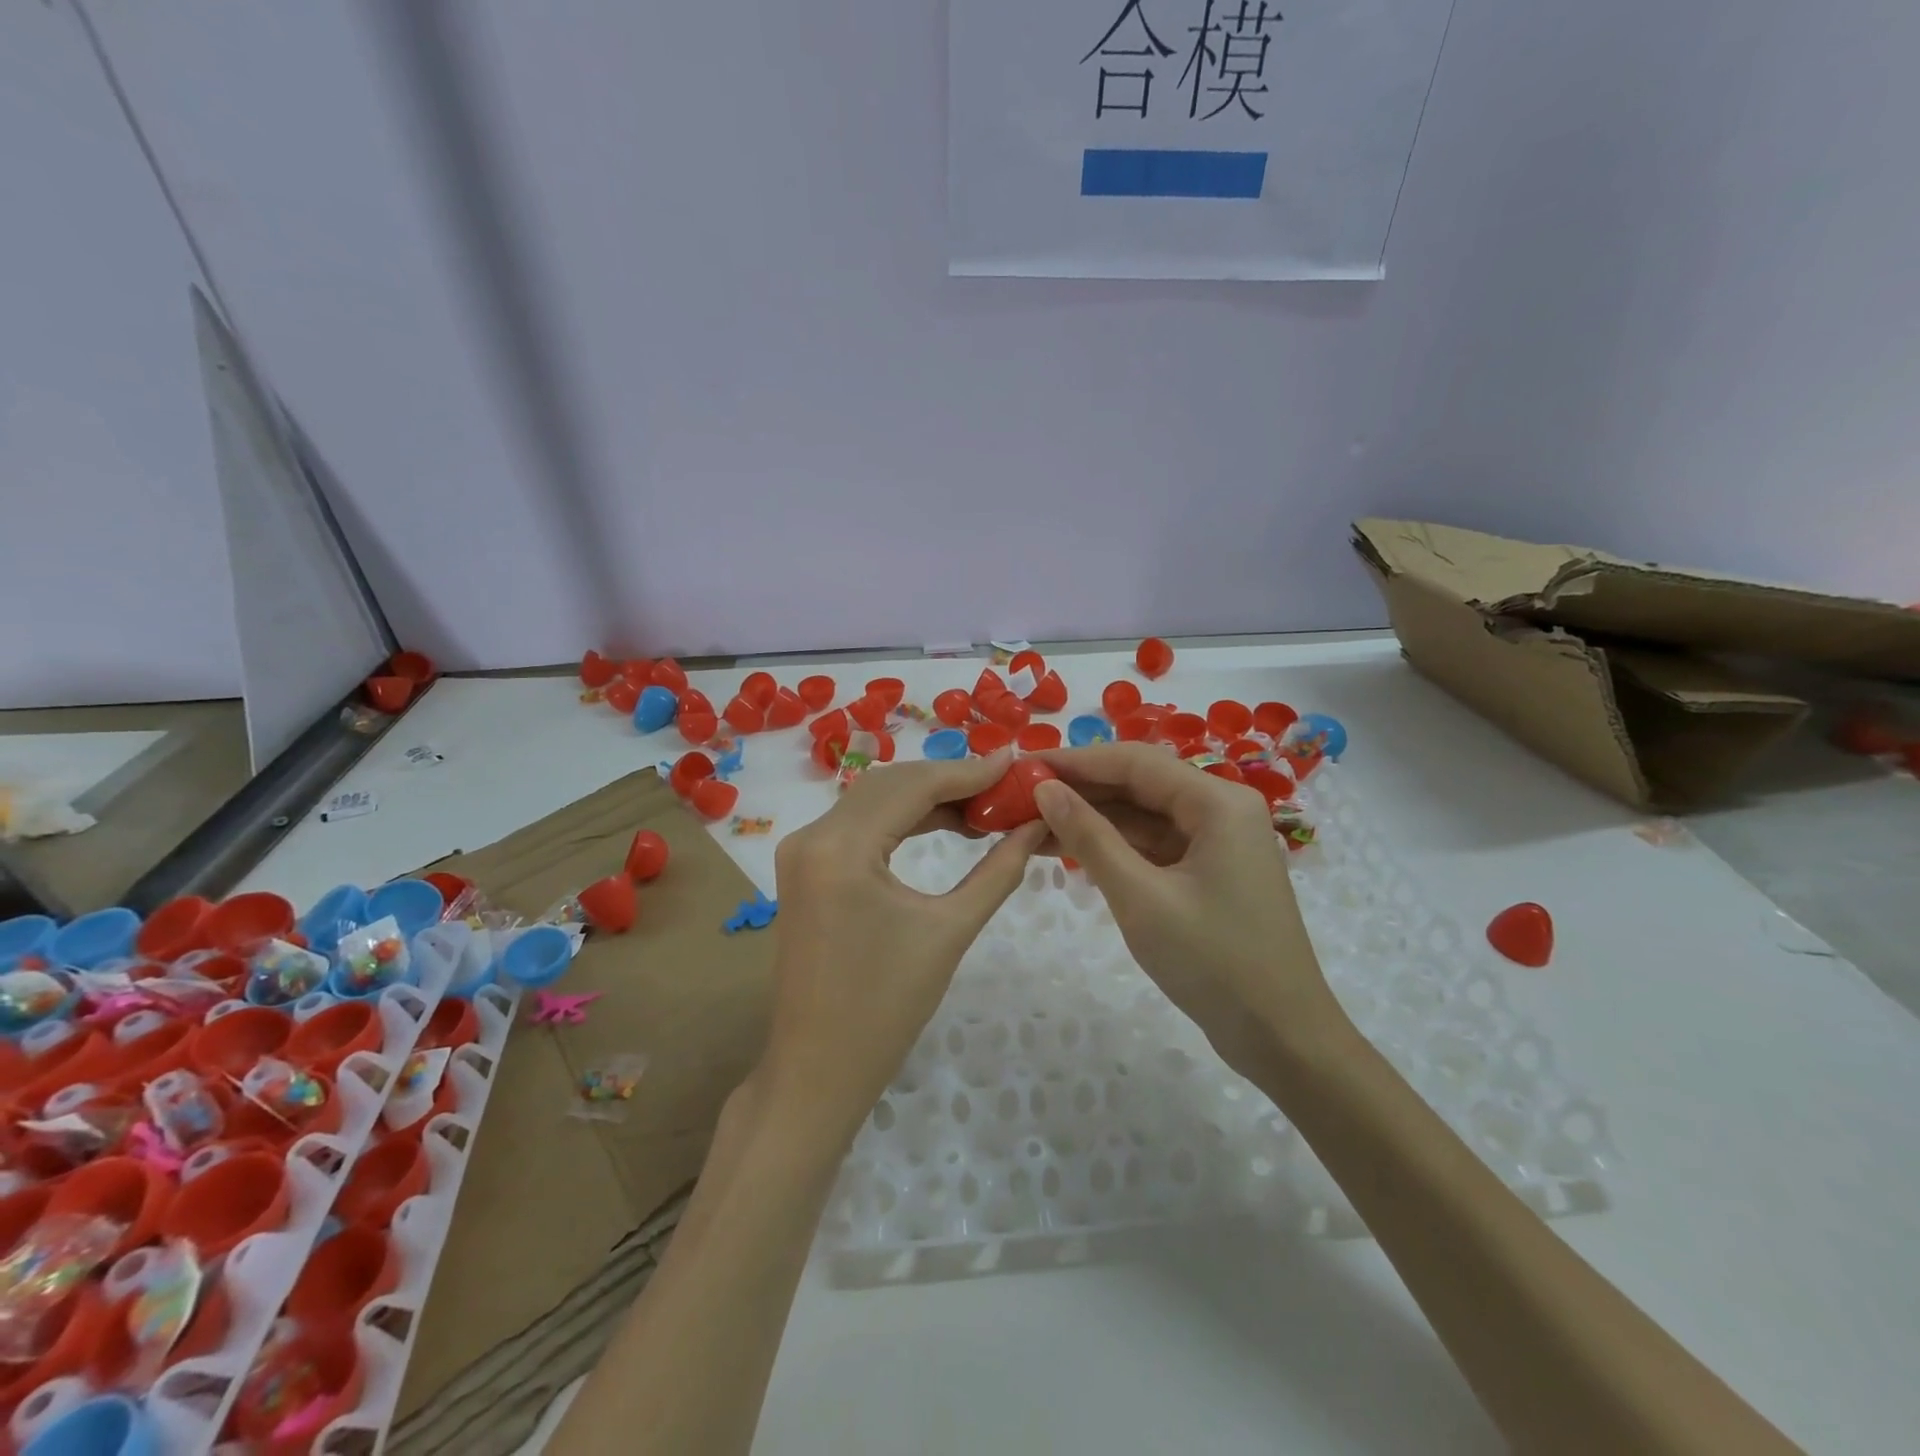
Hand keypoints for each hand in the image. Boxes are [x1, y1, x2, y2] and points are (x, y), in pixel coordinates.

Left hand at [762, 749, 1048, 1141]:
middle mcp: (812, 836)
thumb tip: (1036, 826)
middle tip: (1004, 786)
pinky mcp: (803, 867)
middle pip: (890, 784)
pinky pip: (858, 824)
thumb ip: (998, 871)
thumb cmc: (887, 1009)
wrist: (818, 1069)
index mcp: (841, 848)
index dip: (968, 771)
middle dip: (949, 779)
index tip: (1015, 763)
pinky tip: (942, 823)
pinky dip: (901, 818)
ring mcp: (801, 850)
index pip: (913, 785)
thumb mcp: (950, 932)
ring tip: (982, 806)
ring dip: (926, 797)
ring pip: (873, 800)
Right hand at [1031, 744, 1339, 1077]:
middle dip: (1080, 790)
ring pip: (1143, 815)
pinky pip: (1153, 845)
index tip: (1023, 766)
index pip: (1134, 762)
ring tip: (1030, 823)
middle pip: (1139, 784)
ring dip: (1091, 819)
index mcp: (1218, 802)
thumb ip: (1090, 838)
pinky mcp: (1209, 871)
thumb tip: (1045, 790)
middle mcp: (1222, 809)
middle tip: (1019, 796)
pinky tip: (1069, 849)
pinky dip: (1114, 846)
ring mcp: (1217, 841)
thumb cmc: (1214, 963)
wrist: (1282, 1038)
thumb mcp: (1141, 897)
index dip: (1075, 760)